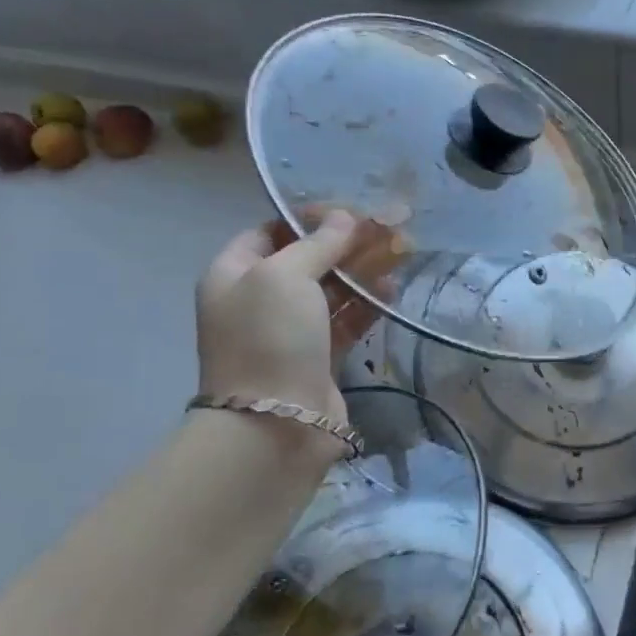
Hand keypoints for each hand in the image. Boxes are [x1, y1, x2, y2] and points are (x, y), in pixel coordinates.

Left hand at [195, 211, 397, 434]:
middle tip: (389, 228)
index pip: (271, 231)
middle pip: (308, 259)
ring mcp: (290, 331)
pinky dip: (368, 303)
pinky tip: (393, 289)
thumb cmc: (269, 338)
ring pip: (332, 289)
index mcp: (234, 274)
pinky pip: (346, 320)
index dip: (309, 218)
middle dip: (348, 242)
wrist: (275, 424)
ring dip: (364, 270)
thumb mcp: (284, 276)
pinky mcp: (320, 357)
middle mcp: (260, 299)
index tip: (350, 211)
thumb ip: (317, 243)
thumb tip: (345, 218)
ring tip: (401, 252)